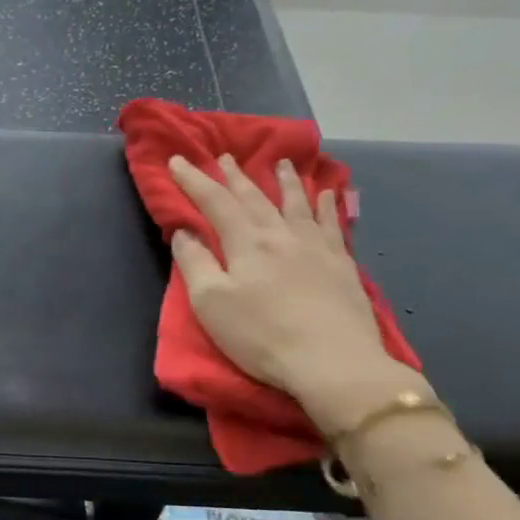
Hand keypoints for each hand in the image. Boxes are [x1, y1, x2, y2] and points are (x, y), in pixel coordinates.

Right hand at [168, 154, 425, 429]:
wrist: (333, 361)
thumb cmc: (261, 335)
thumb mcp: (210, 303)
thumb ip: (194, 263)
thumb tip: (184, 232)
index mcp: (246, 242)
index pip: (215, 203)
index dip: (194, 180)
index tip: (178, 160)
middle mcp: (281, 234)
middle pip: (255, 198)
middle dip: (235, 176)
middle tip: (225, 157)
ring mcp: (316, 247)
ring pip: (296, 203)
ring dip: (284, 181)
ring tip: (280, 163)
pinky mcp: (341, 264)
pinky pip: (332, 224)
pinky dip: (326, 205)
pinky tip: (327, 195)